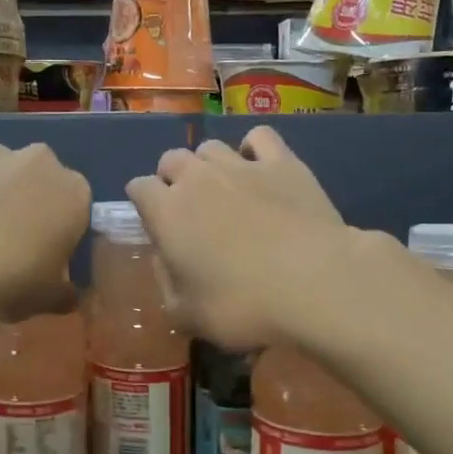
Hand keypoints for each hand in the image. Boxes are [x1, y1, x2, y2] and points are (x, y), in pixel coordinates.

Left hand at [0, 142, 90, 318]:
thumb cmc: (9, 277)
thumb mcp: (45, 299)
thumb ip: (62, 294)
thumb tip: (67, 296)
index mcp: (74, 193)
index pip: (75, 210)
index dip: (58, 234)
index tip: (41, 259)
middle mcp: (39, 162)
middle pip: (36, 182)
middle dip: (24, 206)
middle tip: (2, 246)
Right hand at [126, 127, 358, 350]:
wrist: (314, 284)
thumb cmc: (242, 305)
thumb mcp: (186, 314)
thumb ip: (165, 282)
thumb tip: (164, 259)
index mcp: (166, 212)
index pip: (138, 188)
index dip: (143, 203)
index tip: (156, 225)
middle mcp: (197, 178)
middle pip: (171, 159)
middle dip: (172, 178)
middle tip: (189, 209)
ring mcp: (241, 166)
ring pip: (210, 147)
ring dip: (208, 165)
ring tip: (223, 189)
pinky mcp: (283, 163)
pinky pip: (259, 138)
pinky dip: (253, 148)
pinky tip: (260, 168)